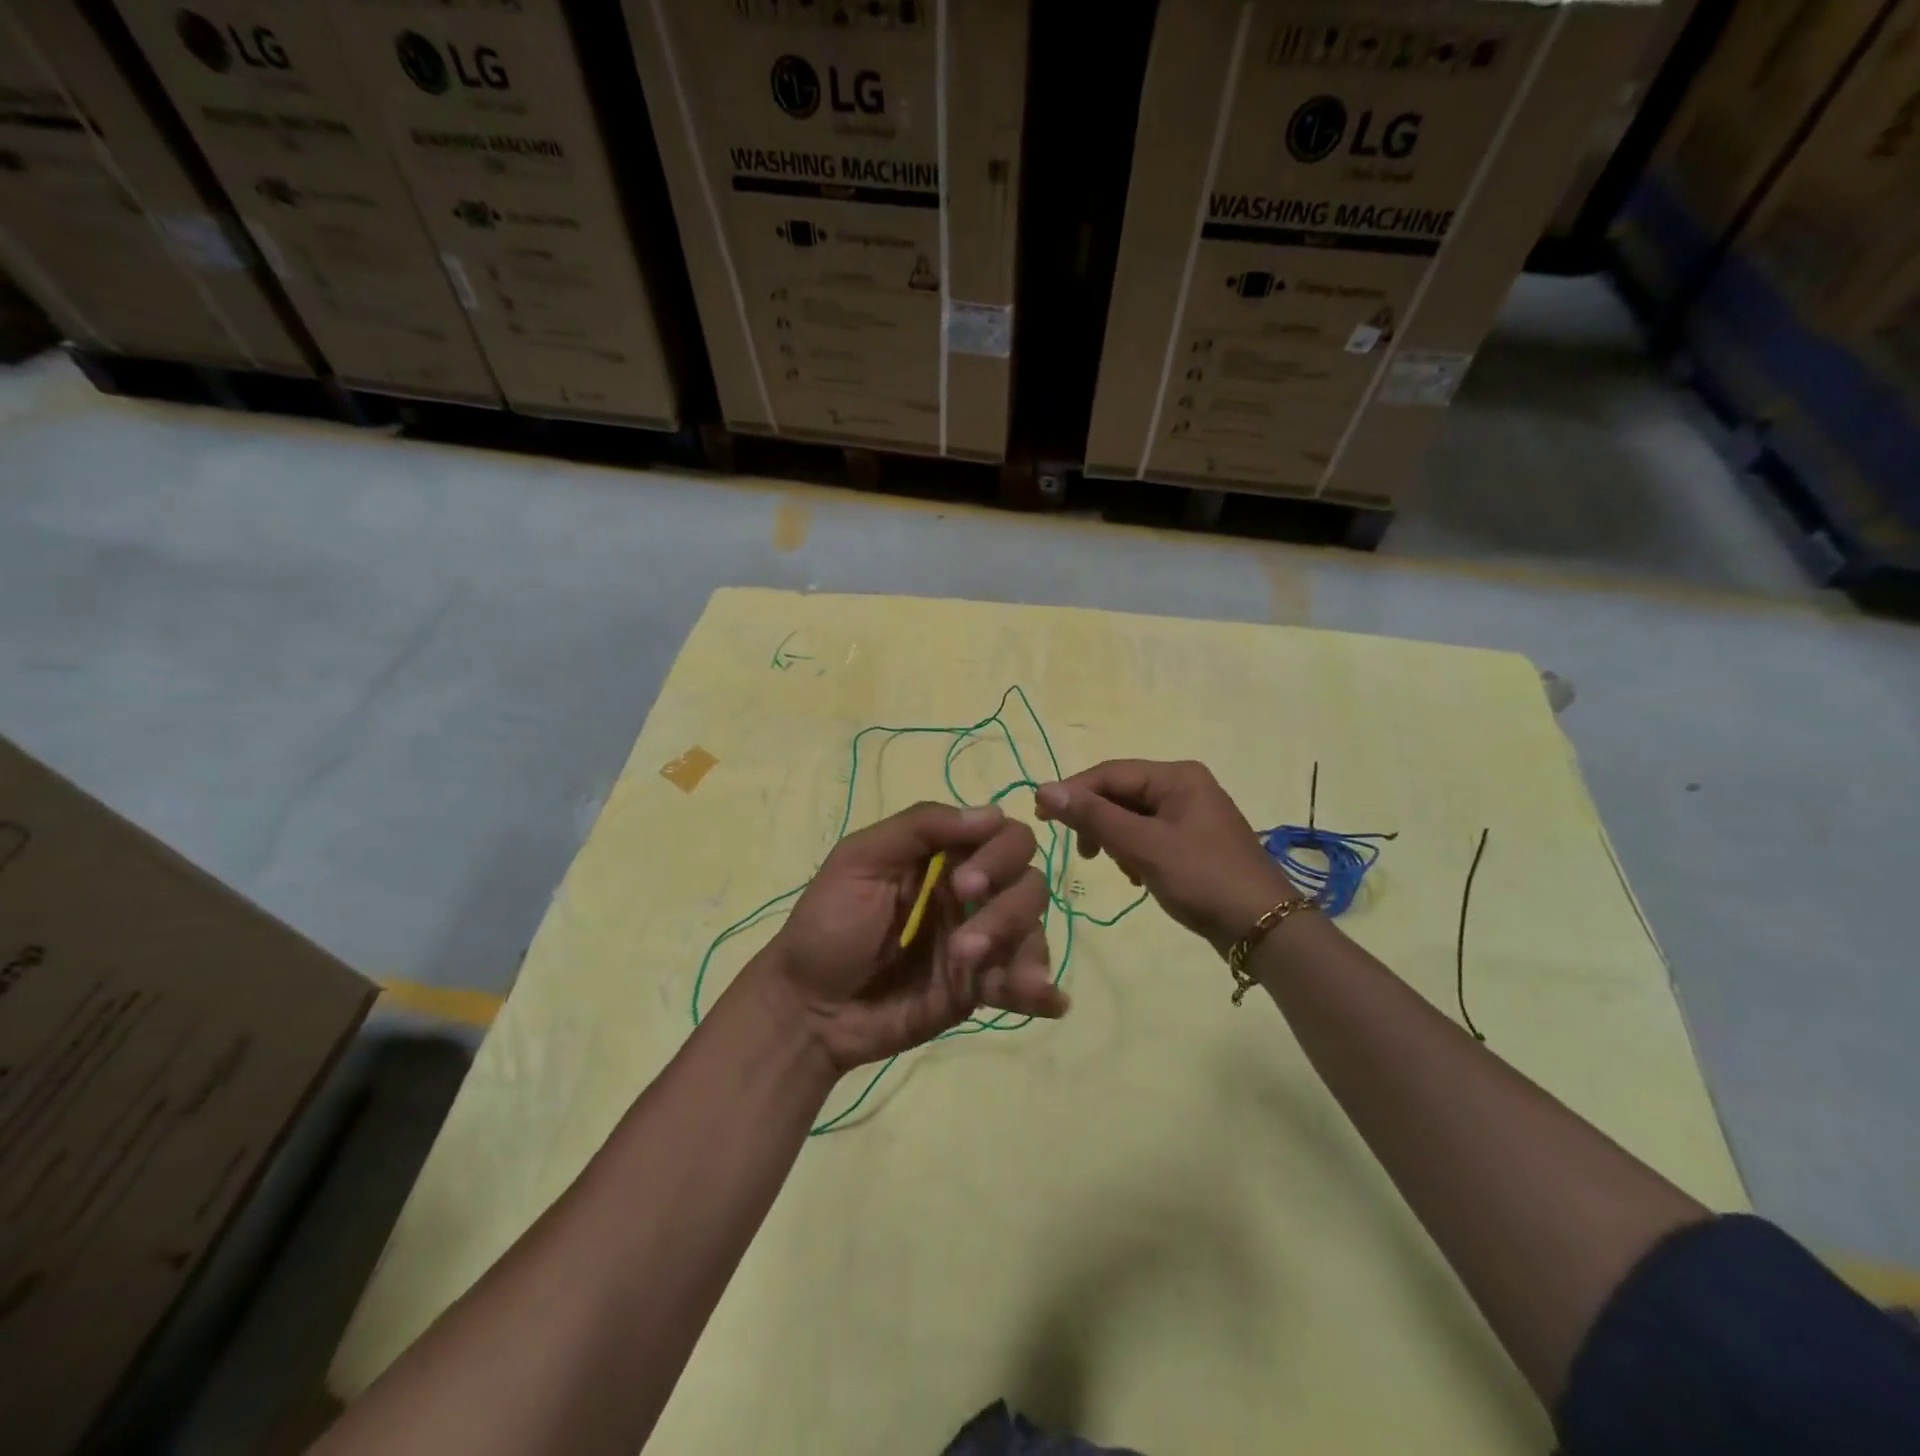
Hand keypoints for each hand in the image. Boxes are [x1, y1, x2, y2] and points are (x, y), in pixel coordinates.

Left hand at [762, 802, 1062, 1073]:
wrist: (808, 1008)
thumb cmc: (827, 924)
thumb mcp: (860, 860)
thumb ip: (920, 827)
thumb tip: (993, 814)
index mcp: (945, 857)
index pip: (1004, 837)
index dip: (1000, 854)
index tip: (965, 884)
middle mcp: (972, 894)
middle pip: (1028, 883)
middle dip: (1007, 909)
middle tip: (964, 942)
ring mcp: (980, 942)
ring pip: (1032, 930)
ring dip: (1019, 950)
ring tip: (978, 975)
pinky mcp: (980, 988)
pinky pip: (1024, 983)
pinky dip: (1043, 990)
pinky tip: (1048, 1002)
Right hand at [1036, 760, 1293, 954]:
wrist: (1264, 928)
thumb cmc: (1202, 878)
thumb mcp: (1143, 846)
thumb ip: (1094, 817)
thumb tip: (1044, 788)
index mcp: (1176, 776)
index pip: (1109, 773)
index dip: (1072, 792)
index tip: (1040, 817)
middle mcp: (1184, 786)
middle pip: (1120, 794)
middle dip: (1097, 821)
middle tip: (1080, 852)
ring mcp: (1190, 815)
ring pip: (1132, 817)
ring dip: (1114, 839)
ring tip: (1118, 869)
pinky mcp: (1193, 842)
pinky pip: (1148, 836)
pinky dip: (1134, 852)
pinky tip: (1135, 877)